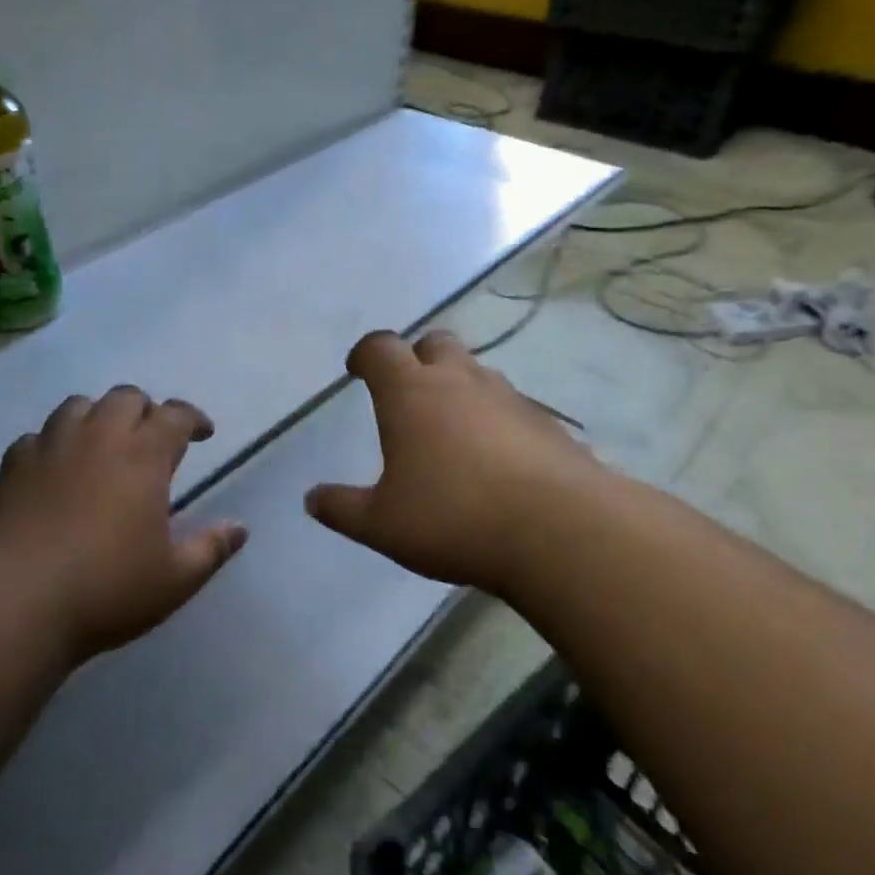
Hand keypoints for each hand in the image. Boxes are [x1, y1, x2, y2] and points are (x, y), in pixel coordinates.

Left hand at [0, 386, 248, 662]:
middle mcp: (97, 437)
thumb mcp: (174, 579)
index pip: (175, 415)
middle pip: (125, 397)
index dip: (193, 418)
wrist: (13, 601)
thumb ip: (210, 548)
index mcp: (143, 455)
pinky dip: (53, 443)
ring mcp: (50, 447)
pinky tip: (53, 469)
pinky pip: (36, 437)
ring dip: (97, 416)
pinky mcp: (11, 466)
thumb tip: (240, 528)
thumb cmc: (106, 589)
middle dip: (145, 410)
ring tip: (102, 444)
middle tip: (150, 439)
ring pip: (77, 406)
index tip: (202, 434)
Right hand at [305, 330, 601, 595]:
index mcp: (411, 393)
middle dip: (417, 358)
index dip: (365, 354)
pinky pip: (511, 407)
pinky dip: (495, 420)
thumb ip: (342, 508)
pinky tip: (496, 461)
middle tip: (408, 393)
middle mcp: (460, 381)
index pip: (381, 347)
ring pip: (476, 373)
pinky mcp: (546, 423)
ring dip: (459, 388)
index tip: (357, 370)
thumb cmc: (454, 518)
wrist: (561, 531)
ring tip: (451, 431)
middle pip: (435, 343)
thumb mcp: (382, 524)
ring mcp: (509, 398)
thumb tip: (312, 499)